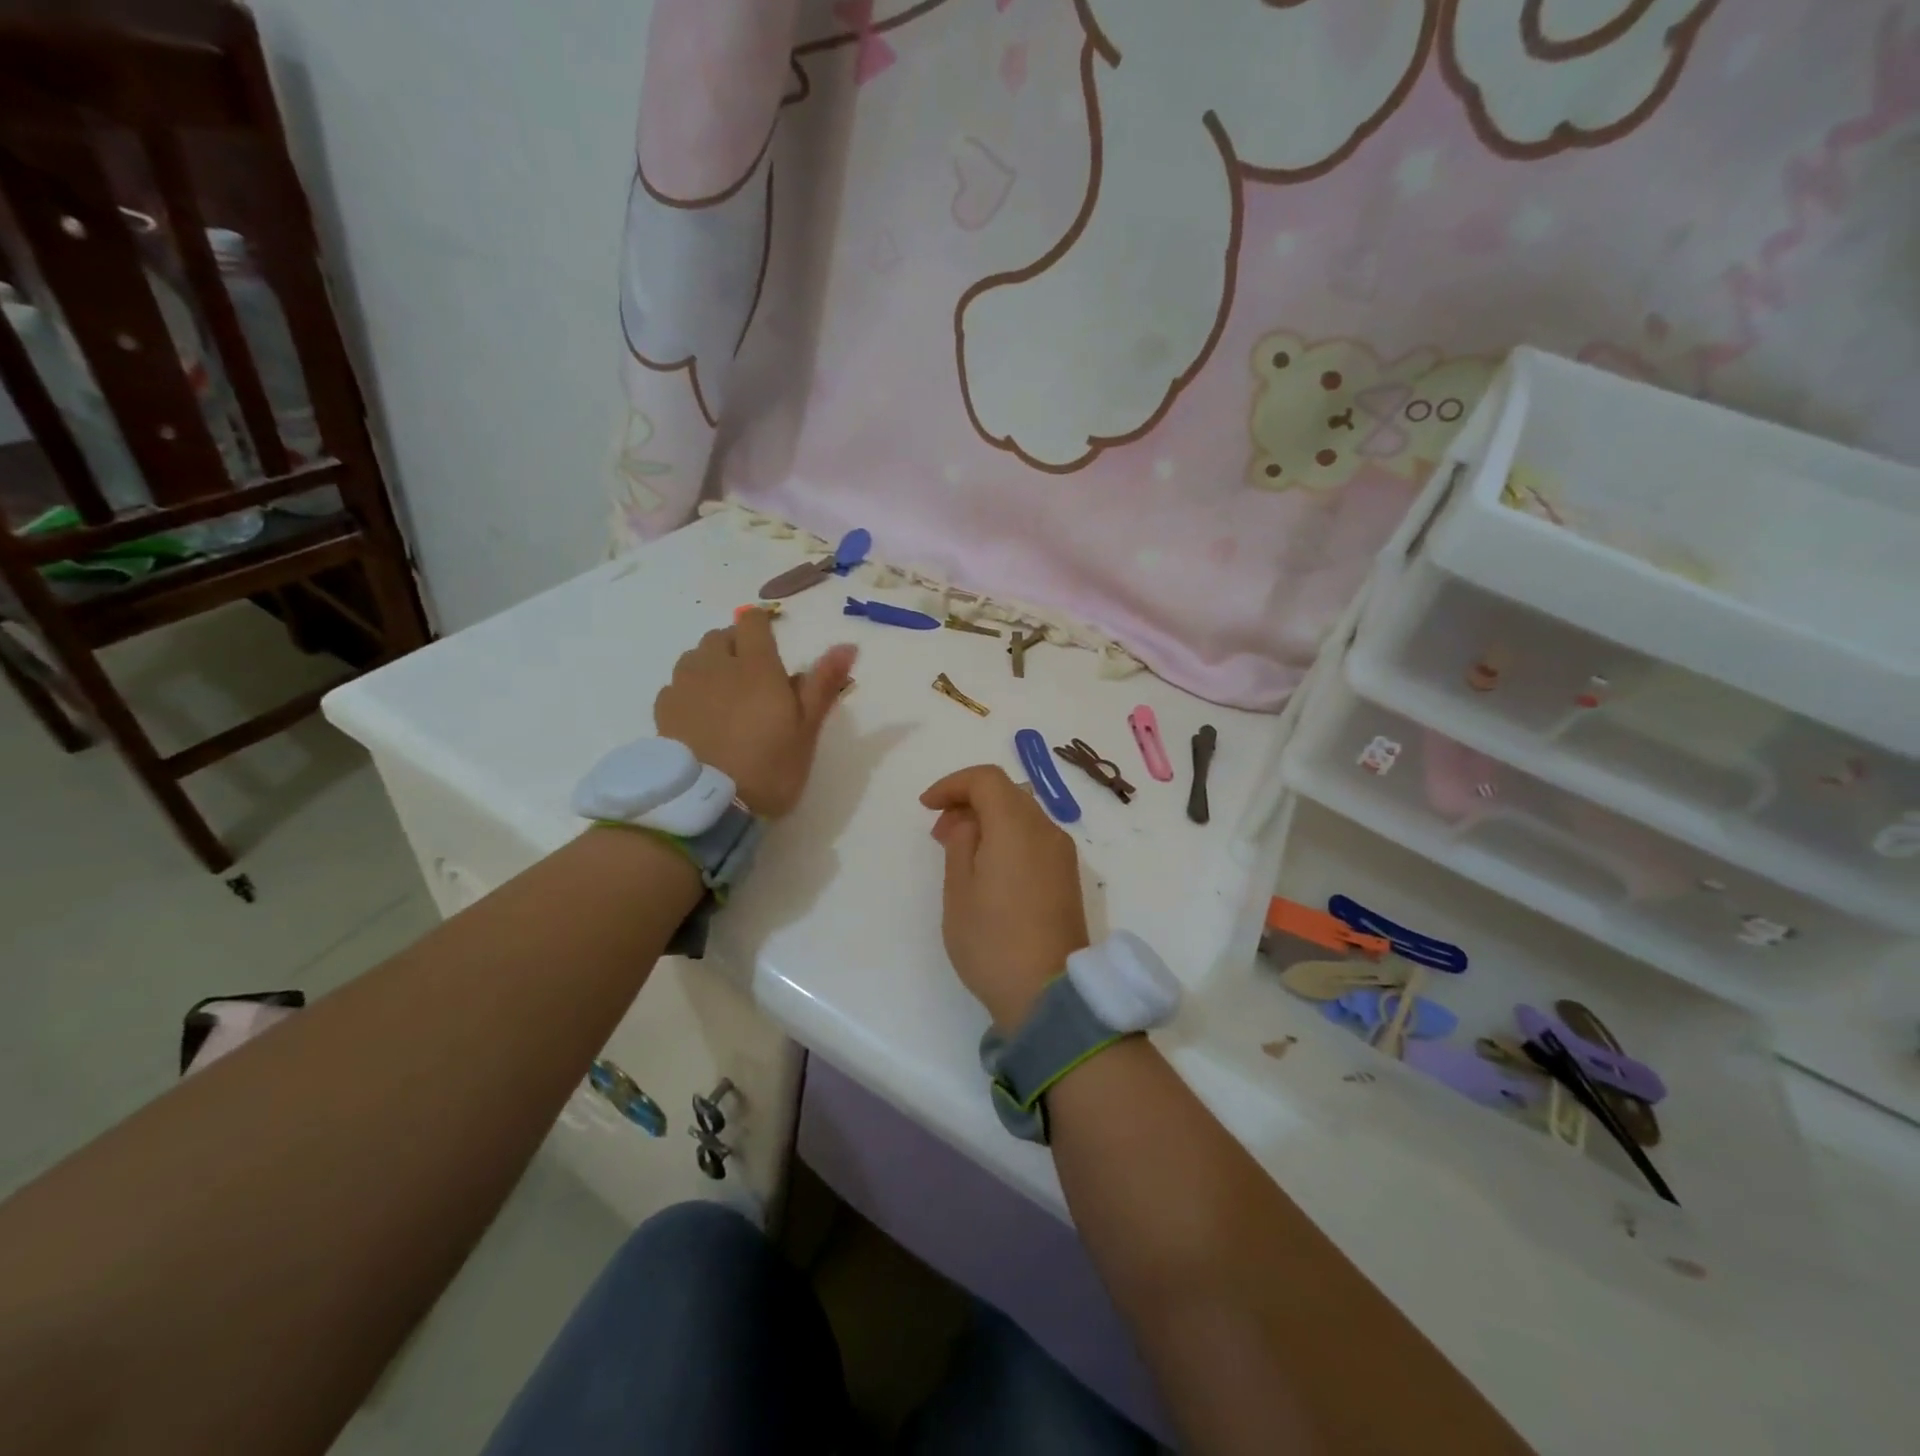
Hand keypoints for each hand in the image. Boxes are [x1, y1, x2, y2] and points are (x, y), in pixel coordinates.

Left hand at [654, 611, 856, 817]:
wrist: (708, 805)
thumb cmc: (769, 767)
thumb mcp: (806, 730)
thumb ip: (823, 684)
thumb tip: (847, 646)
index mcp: (756, 668)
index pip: (753, 623)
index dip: (762, 624)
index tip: (771, 638)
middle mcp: (716, 667)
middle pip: (721, 636)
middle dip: (736, 644)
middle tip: (753, 673)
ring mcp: (685, 687)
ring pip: (695, 657)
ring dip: (710, 663)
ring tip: (724, 692)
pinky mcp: (664, 711)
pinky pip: (676, 685)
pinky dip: (689, 689)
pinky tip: (700, 714)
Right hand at [920, 765, 1089, 1031]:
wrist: (1048, 993)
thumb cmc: (992, 941)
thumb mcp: (959, 891)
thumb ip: (960, 843)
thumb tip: (968, 822)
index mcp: (1017, 826)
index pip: (987, 779)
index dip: (953, 784)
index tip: (927, 807)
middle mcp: (1046, 830)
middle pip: (1007, 793)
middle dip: (969, 801)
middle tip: (939, 831)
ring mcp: (1062, 854)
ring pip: (1023, 814)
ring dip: (989, 819)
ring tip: (960, 851)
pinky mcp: (1068, 876)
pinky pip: (1035, 838)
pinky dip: (1009, 837)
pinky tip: (989, 867)